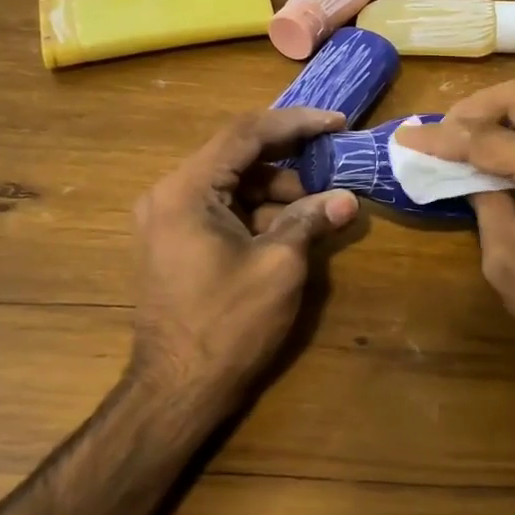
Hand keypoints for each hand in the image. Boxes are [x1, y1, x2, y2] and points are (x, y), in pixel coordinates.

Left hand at [131, 107, 358, 408]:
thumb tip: (348, 199)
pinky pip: (220, 209)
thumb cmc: (228, 325)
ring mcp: (166, 219)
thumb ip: (311, 221)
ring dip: (275, 193)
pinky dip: (256, 214)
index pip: (246, 133)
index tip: (337, 124)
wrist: (176, 391)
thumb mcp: (279, 266)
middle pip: (237, 157)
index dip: (296, 123)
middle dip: (289, 165)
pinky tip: (288, 235)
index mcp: (187, 190)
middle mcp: (169, 194)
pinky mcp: (173, 242)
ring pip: (231, 184)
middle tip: (331, 180)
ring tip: (315, 216)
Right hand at [394, 81, 514, 391]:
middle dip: (474, 109)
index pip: (488, 139)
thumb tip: (466, 171)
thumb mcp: (508, 260)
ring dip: (503, 115)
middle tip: (441, 134)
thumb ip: (484, 202)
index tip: (405, 137)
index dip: (441, 138)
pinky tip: (505, 150)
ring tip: (466, 140)